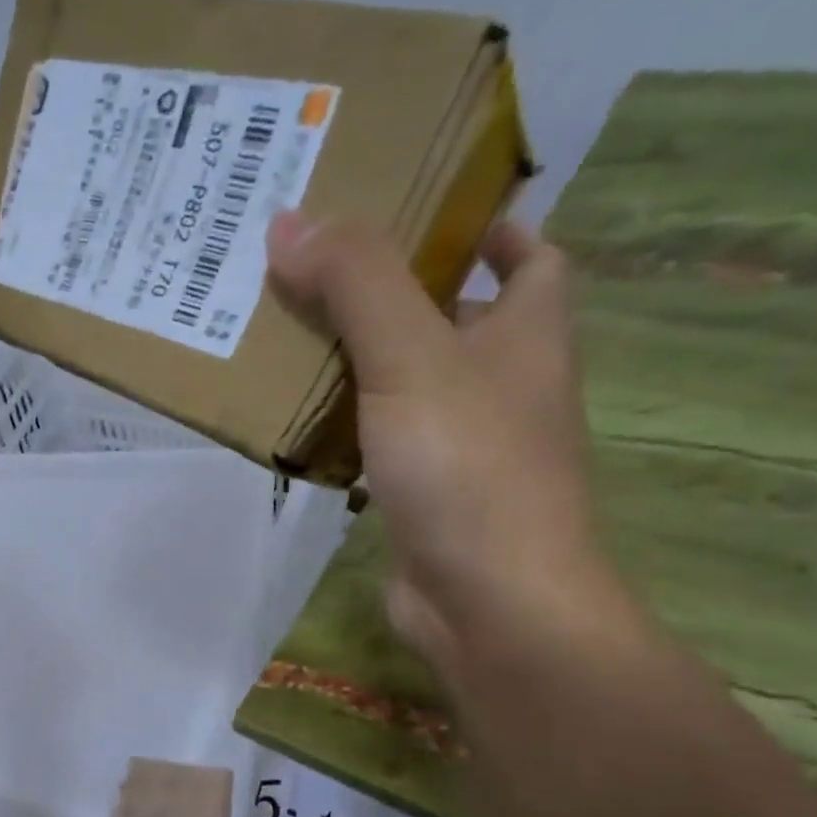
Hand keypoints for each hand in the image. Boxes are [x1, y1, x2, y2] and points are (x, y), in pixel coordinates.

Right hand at [267, 211, 623, 674]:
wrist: (489, 602)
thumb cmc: (469, 467)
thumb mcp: (413, 357)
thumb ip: (357, 285)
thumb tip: (289, 221)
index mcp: (529, 333)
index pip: (531, 258)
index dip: (487, 229)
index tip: (421, 214)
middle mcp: (505, 385)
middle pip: (453, 318)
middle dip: (392, 292)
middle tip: (315, 267)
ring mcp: (465, 446)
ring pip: (408, 383)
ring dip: (357, 360)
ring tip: (285, 331)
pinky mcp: (426, 494)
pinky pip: (380, 440)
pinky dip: (344, 424)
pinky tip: (294, 418)